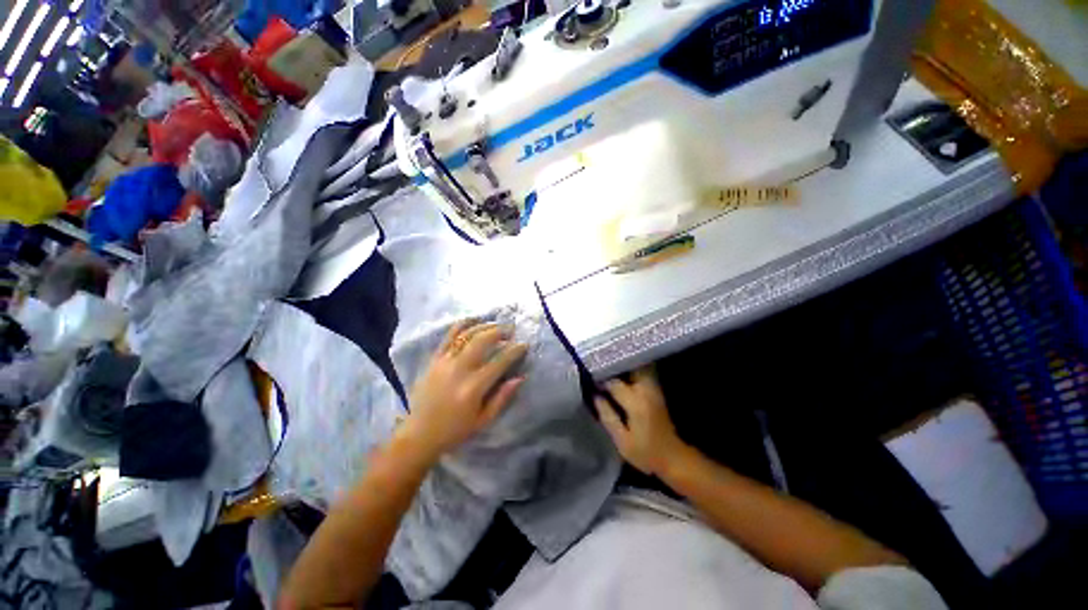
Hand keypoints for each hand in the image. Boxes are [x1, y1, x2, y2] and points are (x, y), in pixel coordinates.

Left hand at [399, 320, 527, 460]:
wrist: (418, 435)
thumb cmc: (455, 431)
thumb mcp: (484, 420)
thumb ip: (502, 398)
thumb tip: (520, 377)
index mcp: (473, 387)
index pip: (499, 361)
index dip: (514, 350)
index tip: (524, 344)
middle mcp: (459, 370)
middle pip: (482, 340)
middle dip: (500, 331)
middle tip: (511, 330)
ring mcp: (444, 362)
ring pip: (466, 334)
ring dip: (483, 326)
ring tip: (496, 325)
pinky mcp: (434, 360)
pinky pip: (448, 336)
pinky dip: (462, 325)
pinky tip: (473, 320)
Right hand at [596, 366, 687, 476]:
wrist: (673, 456)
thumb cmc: (646, 453)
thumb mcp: (622, 441)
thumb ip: (607, 416)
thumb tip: (595, 396)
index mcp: (636, 403)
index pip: (614, 383)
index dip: (601, 380)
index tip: (590, 380)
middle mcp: (646, 390)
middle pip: (629, 366)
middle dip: (613, 365)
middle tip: (599, 367)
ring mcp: (653, 388)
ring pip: (637, 365)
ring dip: (622, 365)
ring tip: (608, 368)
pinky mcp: (656, 388)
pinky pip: (642, 371)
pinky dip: (630, 369)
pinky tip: (620, 374)